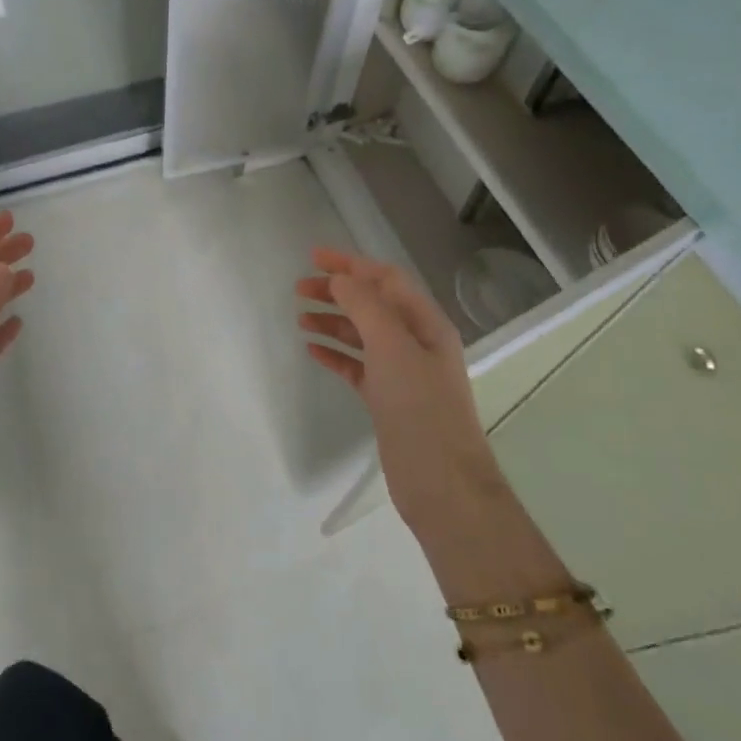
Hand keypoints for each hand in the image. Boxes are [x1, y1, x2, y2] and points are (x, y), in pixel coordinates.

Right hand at [296, 247, 503, 547]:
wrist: (441, 483)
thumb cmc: (420, 407)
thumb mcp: (393, 348)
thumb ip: (366, 307)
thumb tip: (341, 279)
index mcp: (426, 324)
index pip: (386, 280)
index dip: (351, 264)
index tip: (313, 258)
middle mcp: (416, 343)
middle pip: (372, 305)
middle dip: (338, 292)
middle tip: (299, 288)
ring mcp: (401, 373)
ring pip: (361, 336)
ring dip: (333, 322)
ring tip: (300, 318)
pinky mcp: (387, 400)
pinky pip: (356, 367)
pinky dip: (335, 355)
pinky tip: (313, 351)